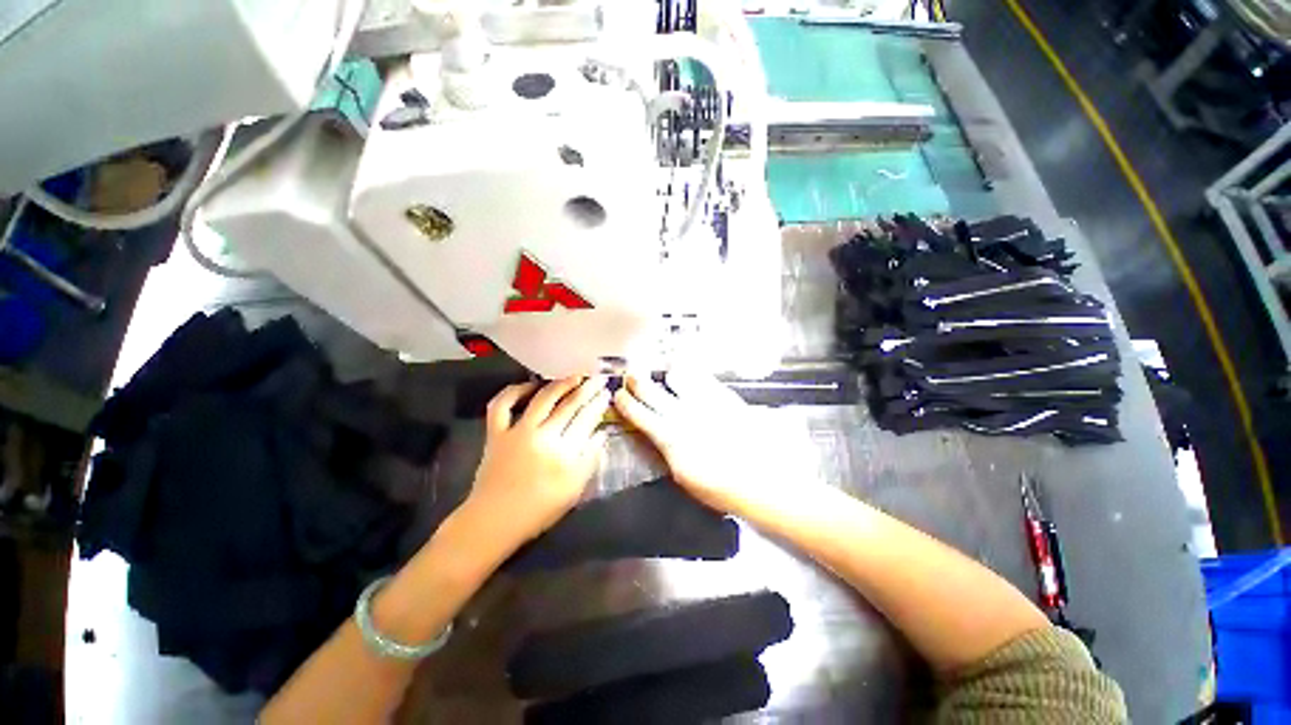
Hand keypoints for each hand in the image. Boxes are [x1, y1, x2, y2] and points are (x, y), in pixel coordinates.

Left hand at [466, 376, 609, 547]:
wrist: (494, 521)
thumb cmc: (539, 510)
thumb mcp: (573, 490)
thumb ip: (590, 460)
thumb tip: (601, 434)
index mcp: (564, 452)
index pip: (586, 419)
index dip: (598, 404)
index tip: (606, 393)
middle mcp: (543, 435)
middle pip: (569, 405)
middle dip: (587, 389)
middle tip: (597, 379)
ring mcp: (517, 431)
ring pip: (543, 399)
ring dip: (560, 384)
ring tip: (574, 376)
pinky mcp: (496, 432)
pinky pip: (502, 405)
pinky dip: (514, 391)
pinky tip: (530, 385)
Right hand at [612, 371, 817, 516]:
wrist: (763, 477)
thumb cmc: (721, 487)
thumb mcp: (684, 477)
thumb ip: (667, 451)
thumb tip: (658, 435)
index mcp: (669, 437)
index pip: (639, 414)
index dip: (626, 402)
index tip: (618, 394)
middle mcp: (681, 413)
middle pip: (651, 390)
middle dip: (636, 380)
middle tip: (631, 374)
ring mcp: (703, 401)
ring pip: (675, 376)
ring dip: (667, 376)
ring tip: (666, 375)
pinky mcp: (722, 395)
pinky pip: (701, 376)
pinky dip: (690, 372)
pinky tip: (688, 371)